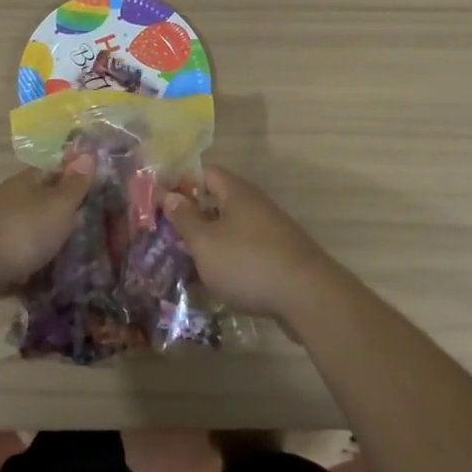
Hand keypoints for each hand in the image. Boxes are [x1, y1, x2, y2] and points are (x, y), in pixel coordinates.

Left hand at [0, 156, 96, 293]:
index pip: (54, 171)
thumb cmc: (20, 232)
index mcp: (26, 182)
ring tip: (70, 265)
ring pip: (27, 234)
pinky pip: (13, 262)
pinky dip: (26, 272)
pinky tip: (41, 287)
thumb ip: (74, 185)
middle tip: (90, 235)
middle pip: (41, 204)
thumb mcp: (57, 206)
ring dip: (43, 246)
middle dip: (61, 218)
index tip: (96, 194)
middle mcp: (9, 200)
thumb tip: (87, 153)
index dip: (75, 180)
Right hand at [162, 165, 333, 318]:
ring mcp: (271, 230)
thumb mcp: (205, 242)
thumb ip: (185, 218)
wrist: (309, 297)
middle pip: (219, 201)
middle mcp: (255, 204)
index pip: (206, 173)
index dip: (183, 184)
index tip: (162, 204)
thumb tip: (170, 194)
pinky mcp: (281, 256)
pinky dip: (231, 260)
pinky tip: (220, 281)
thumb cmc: (248, 263)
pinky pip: (247, 249)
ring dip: (211, 242)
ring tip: (189, 263)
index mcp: (236, 192)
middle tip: (170, 237)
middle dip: (195, 217)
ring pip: (232, 228)